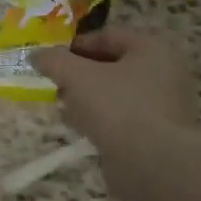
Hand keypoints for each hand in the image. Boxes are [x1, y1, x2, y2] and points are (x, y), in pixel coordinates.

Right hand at [34, 28, 198, 148]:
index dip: (76, 44)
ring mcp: (164, 105)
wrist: (153, 165)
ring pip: (117, 93)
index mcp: (152, 48)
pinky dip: (101, 118)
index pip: (109, 35)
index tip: (51, 58)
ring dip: (88, 97)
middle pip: (113, 64)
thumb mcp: (78, 77)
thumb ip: (55, 61)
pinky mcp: (158, 133)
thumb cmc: (118, 107)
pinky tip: (80, 127)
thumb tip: (36, 54)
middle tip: (55, 83)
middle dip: (80, 73)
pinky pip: (123, 117)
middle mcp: (164, 72)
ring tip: (63, 106)